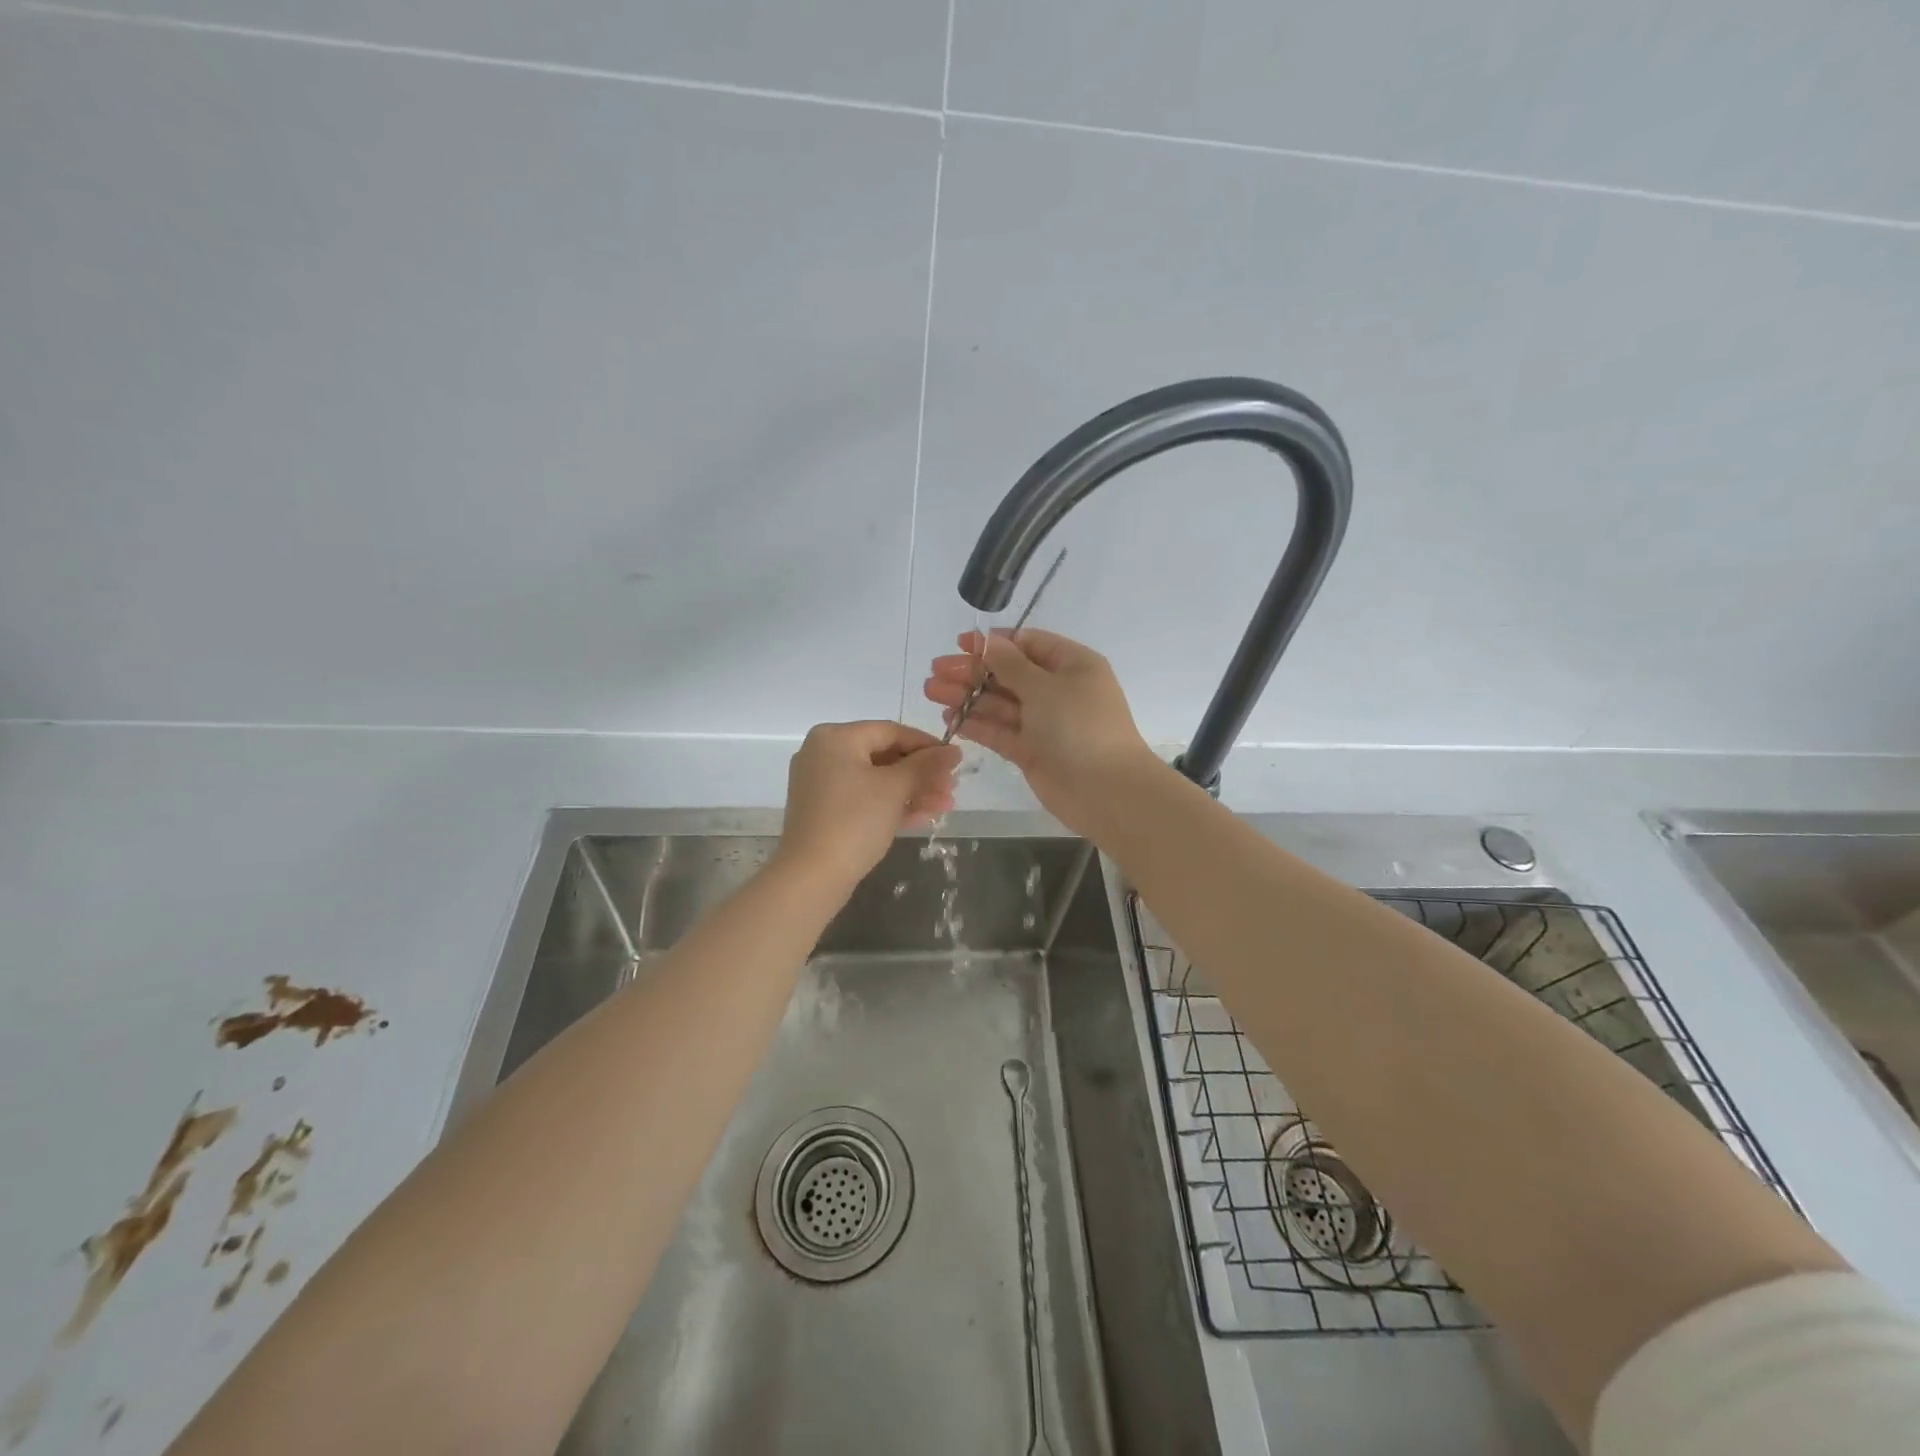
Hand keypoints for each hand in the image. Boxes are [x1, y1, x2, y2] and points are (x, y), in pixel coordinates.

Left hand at [776, 721, 961, 888]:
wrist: (811, 877)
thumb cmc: (854, 821)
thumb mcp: (895, 788)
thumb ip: (926, 765)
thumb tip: (953, 751)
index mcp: (836, 738)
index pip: (890, 731)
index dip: (926, 745)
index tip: (955, 761)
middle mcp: (824, 754)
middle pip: (884, 756)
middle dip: (922, 774)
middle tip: (952, 788)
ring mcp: (822, 784)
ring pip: (877, 780)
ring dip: (913, 791)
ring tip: (945, 806)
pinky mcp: (825, 812)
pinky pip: (864, 799)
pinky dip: (892, 805)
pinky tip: (924, 817)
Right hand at [924, 629, 1156, 837]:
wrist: (1105, 791)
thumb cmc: (1080, 727)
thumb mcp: (1045, 687)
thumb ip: (1011, 664)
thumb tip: (988, 641)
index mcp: (1071, 665)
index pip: (1028, 644)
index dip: (994, 643)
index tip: (961, 644)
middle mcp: (1057, 690)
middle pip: (1008, 674)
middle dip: (972, 671)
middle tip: (934, 672)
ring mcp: (1044, 722)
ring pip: (1000, 703)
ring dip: (967, 696)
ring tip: (931, 691)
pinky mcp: (1031, 751)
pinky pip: (1000, 731)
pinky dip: (976, 724)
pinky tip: (949, 718)